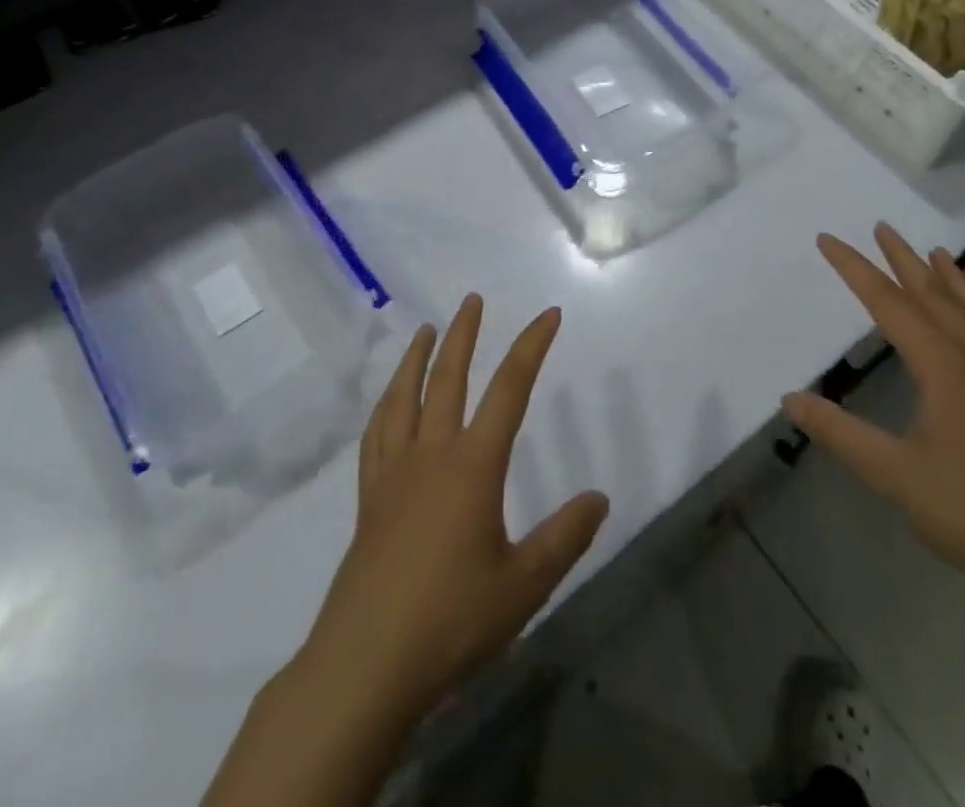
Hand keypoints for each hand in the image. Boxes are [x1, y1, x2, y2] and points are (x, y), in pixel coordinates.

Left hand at [299, 296, 610, 725]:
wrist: (365, 665)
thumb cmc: (450, 621)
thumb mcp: (523, 585)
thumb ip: (565, 538)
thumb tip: (599, 497)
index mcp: (474, 465)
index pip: (510, 389)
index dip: (531, 347)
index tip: (548, 314)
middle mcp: (432, 454)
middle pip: (449, 378)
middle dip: (465, 335)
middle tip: (473, 299)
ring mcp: (394, 473)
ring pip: (405, 397)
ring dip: (417, 357)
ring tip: (426, 330)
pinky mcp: (369, 498)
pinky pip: (376, 434)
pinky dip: (386, 405)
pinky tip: (389, 402)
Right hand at [783, 223, 964, 609]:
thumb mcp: (896, 476)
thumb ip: (841, 433)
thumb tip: (791, 398)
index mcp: (945, 367)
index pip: (888, 303)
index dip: (854, 269)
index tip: (827, 239)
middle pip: (934, 295)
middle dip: (903, 259)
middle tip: (882, 226)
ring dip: (949, 278)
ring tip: (936, 252)